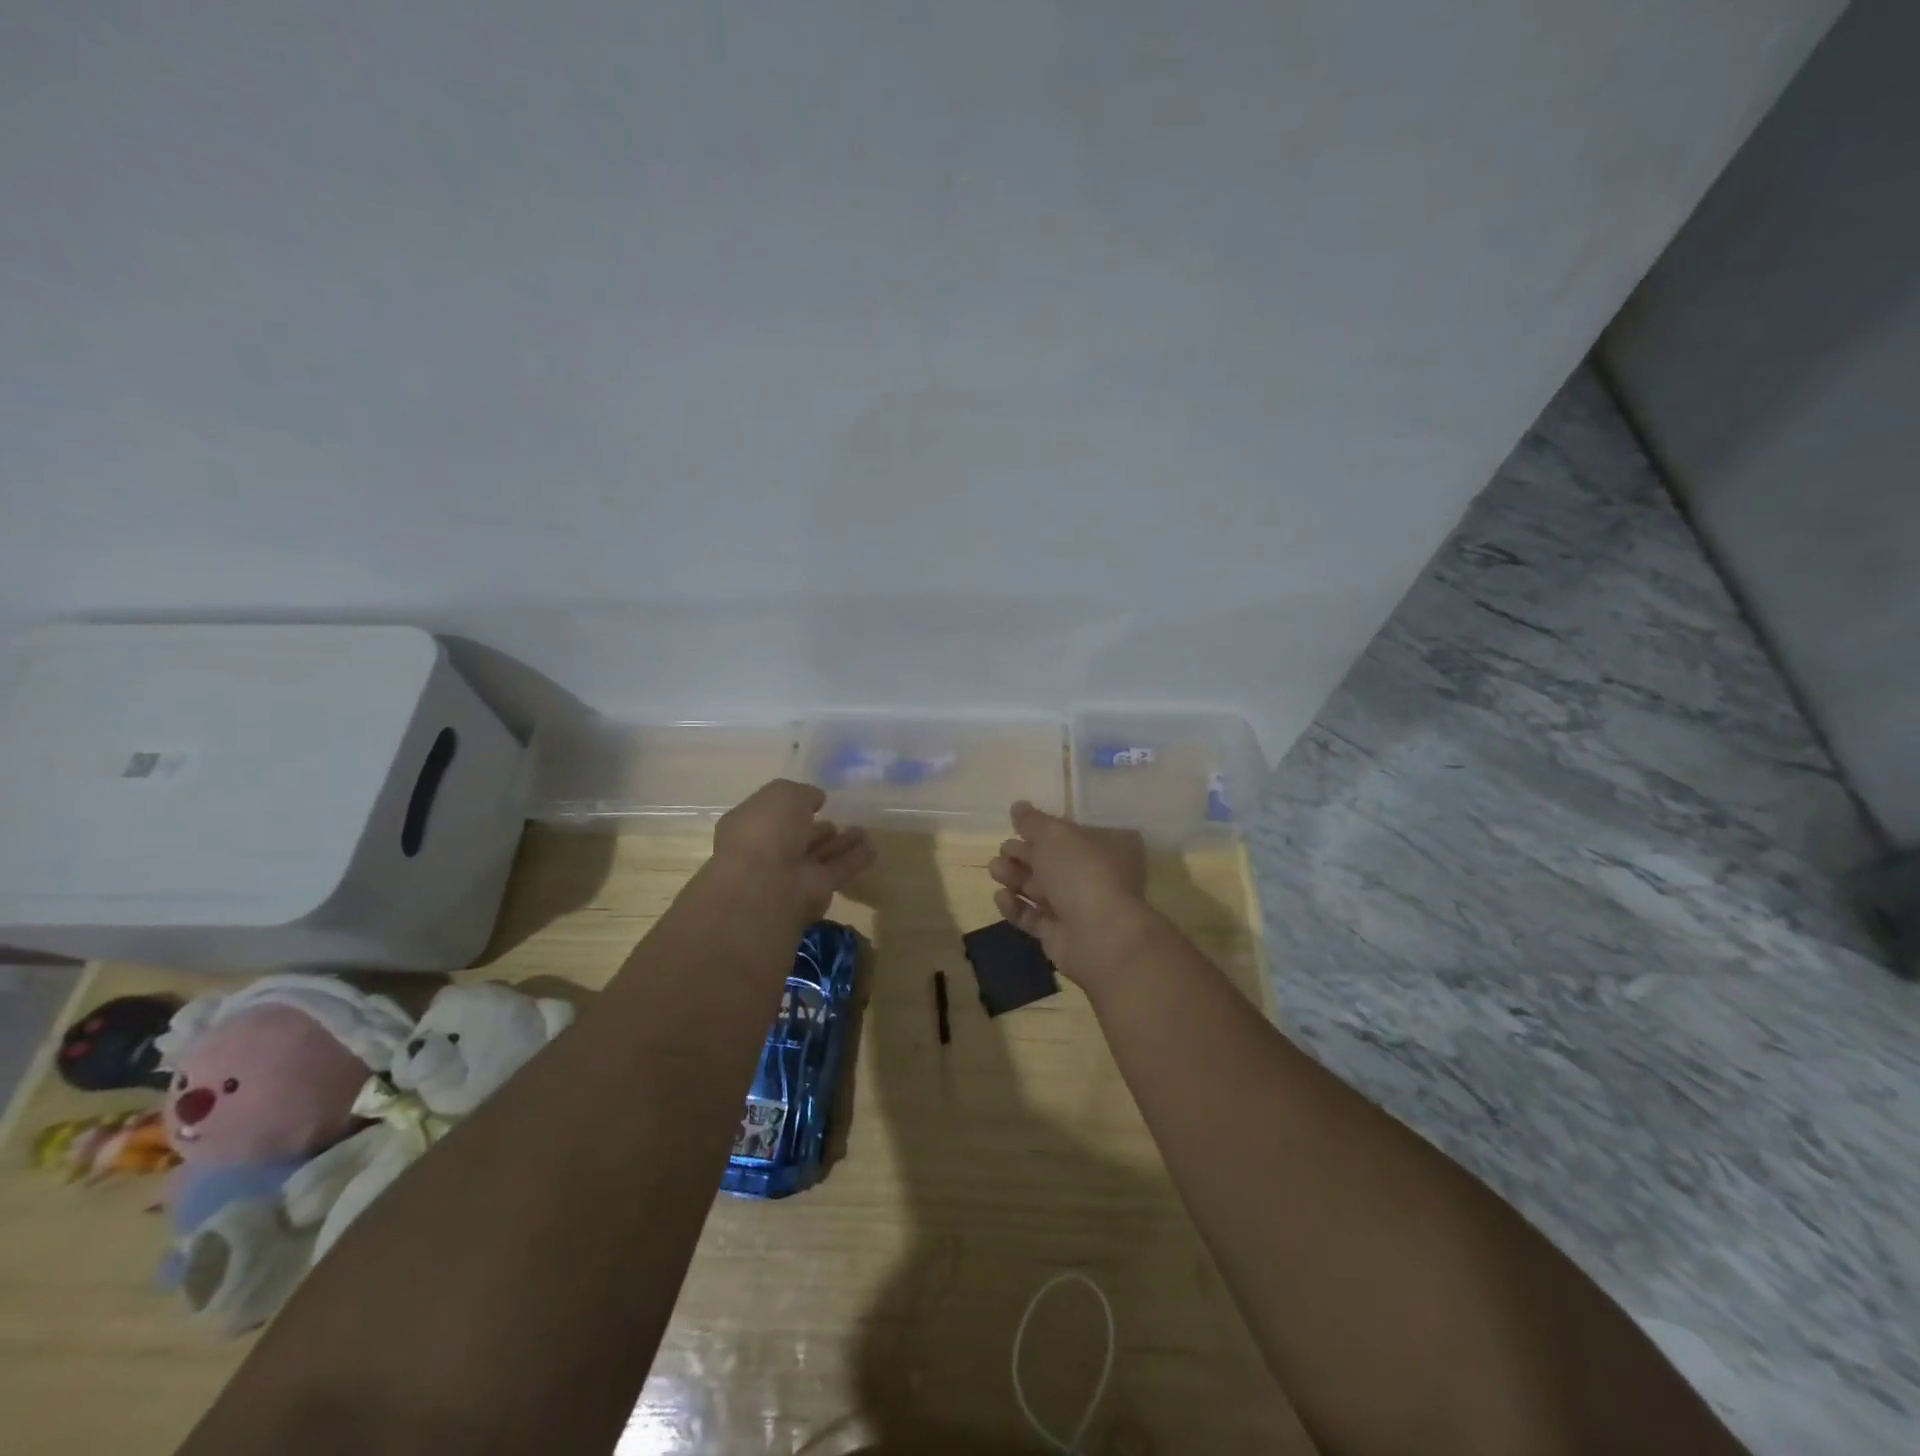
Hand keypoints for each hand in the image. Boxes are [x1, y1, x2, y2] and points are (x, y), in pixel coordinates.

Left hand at [713, 779, 876, 924]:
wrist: (763, 883)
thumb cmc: (765, 830)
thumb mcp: (783, 794)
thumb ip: (804, 794)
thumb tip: (817, 799)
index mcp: (751, 825)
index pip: (774, 815)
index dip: (794, 808)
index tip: (817, 802)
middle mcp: (768, 851)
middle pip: (798, 839)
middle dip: (818, 830)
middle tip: (840, 821)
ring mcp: (790, 874)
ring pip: (820, 856)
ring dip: (841, 845)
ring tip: (863, 832)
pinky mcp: (814, 893)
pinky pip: (837, 871)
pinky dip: (854, 861)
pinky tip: (873, 849)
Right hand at [988, 801, 1152, 989]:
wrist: (1100, 936)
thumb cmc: (1083, 873)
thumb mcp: (1055, 835)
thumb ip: (1033, 821)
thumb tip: (1018, 807)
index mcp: (1107, 847)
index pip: (1070, 834)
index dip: (1043, 830)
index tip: (1017, 827)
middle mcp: (1095, 876)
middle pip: (1051, 861)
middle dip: (1023, 854)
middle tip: (1003, 851)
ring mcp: (1079, 908)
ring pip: (1039, 889)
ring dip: (1015, 877)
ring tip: (996, 871)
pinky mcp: (1060, 935)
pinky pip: (1033, 917)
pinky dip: (1015, 907)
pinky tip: (1001, 897)